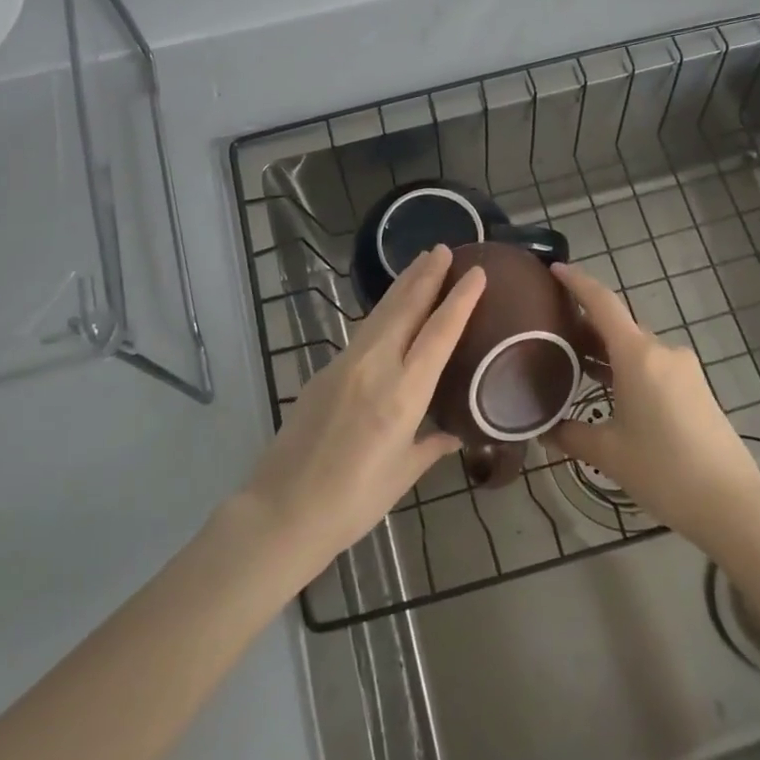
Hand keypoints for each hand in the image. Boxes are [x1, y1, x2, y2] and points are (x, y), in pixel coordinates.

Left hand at [235, 244, 482, 578]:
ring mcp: (345, 365)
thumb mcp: (403, 474)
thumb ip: (432, 444)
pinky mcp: (325, 371)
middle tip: (443, 248)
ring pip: (381, 314)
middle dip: (426, 275)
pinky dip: (383, 313)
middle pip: (405, 308)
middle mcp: (375, 368)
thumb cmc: (353, 501)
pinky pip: (363, 332)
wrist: (283, 510)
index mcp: (403, 394)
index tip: (476, 272)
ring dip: (403, 285)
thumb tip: (455, 432)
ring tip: (420, 263)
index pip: (439, 333)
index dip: (460, 300)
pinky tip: (390, 311)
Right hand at [547, 261, 759, 551]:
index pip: (602, 303)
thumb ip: (570, 434)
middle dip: (586, 325)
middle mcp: (662, 351)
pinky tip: (611, 391)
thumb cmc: (663, 470)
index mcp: (638, 355)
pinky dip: (627, 368)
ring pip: (636, 348)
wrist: (731, 504)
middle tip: (552, 332)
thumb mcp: (607, 453)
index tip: (554, 268)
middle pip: (618, 326)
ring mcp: (684, 370)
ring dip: (607, 351)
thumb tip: (544, 430)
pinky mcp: (696, 389)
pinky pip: (653, 366)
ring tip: (575, 365)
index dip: (577, 282)